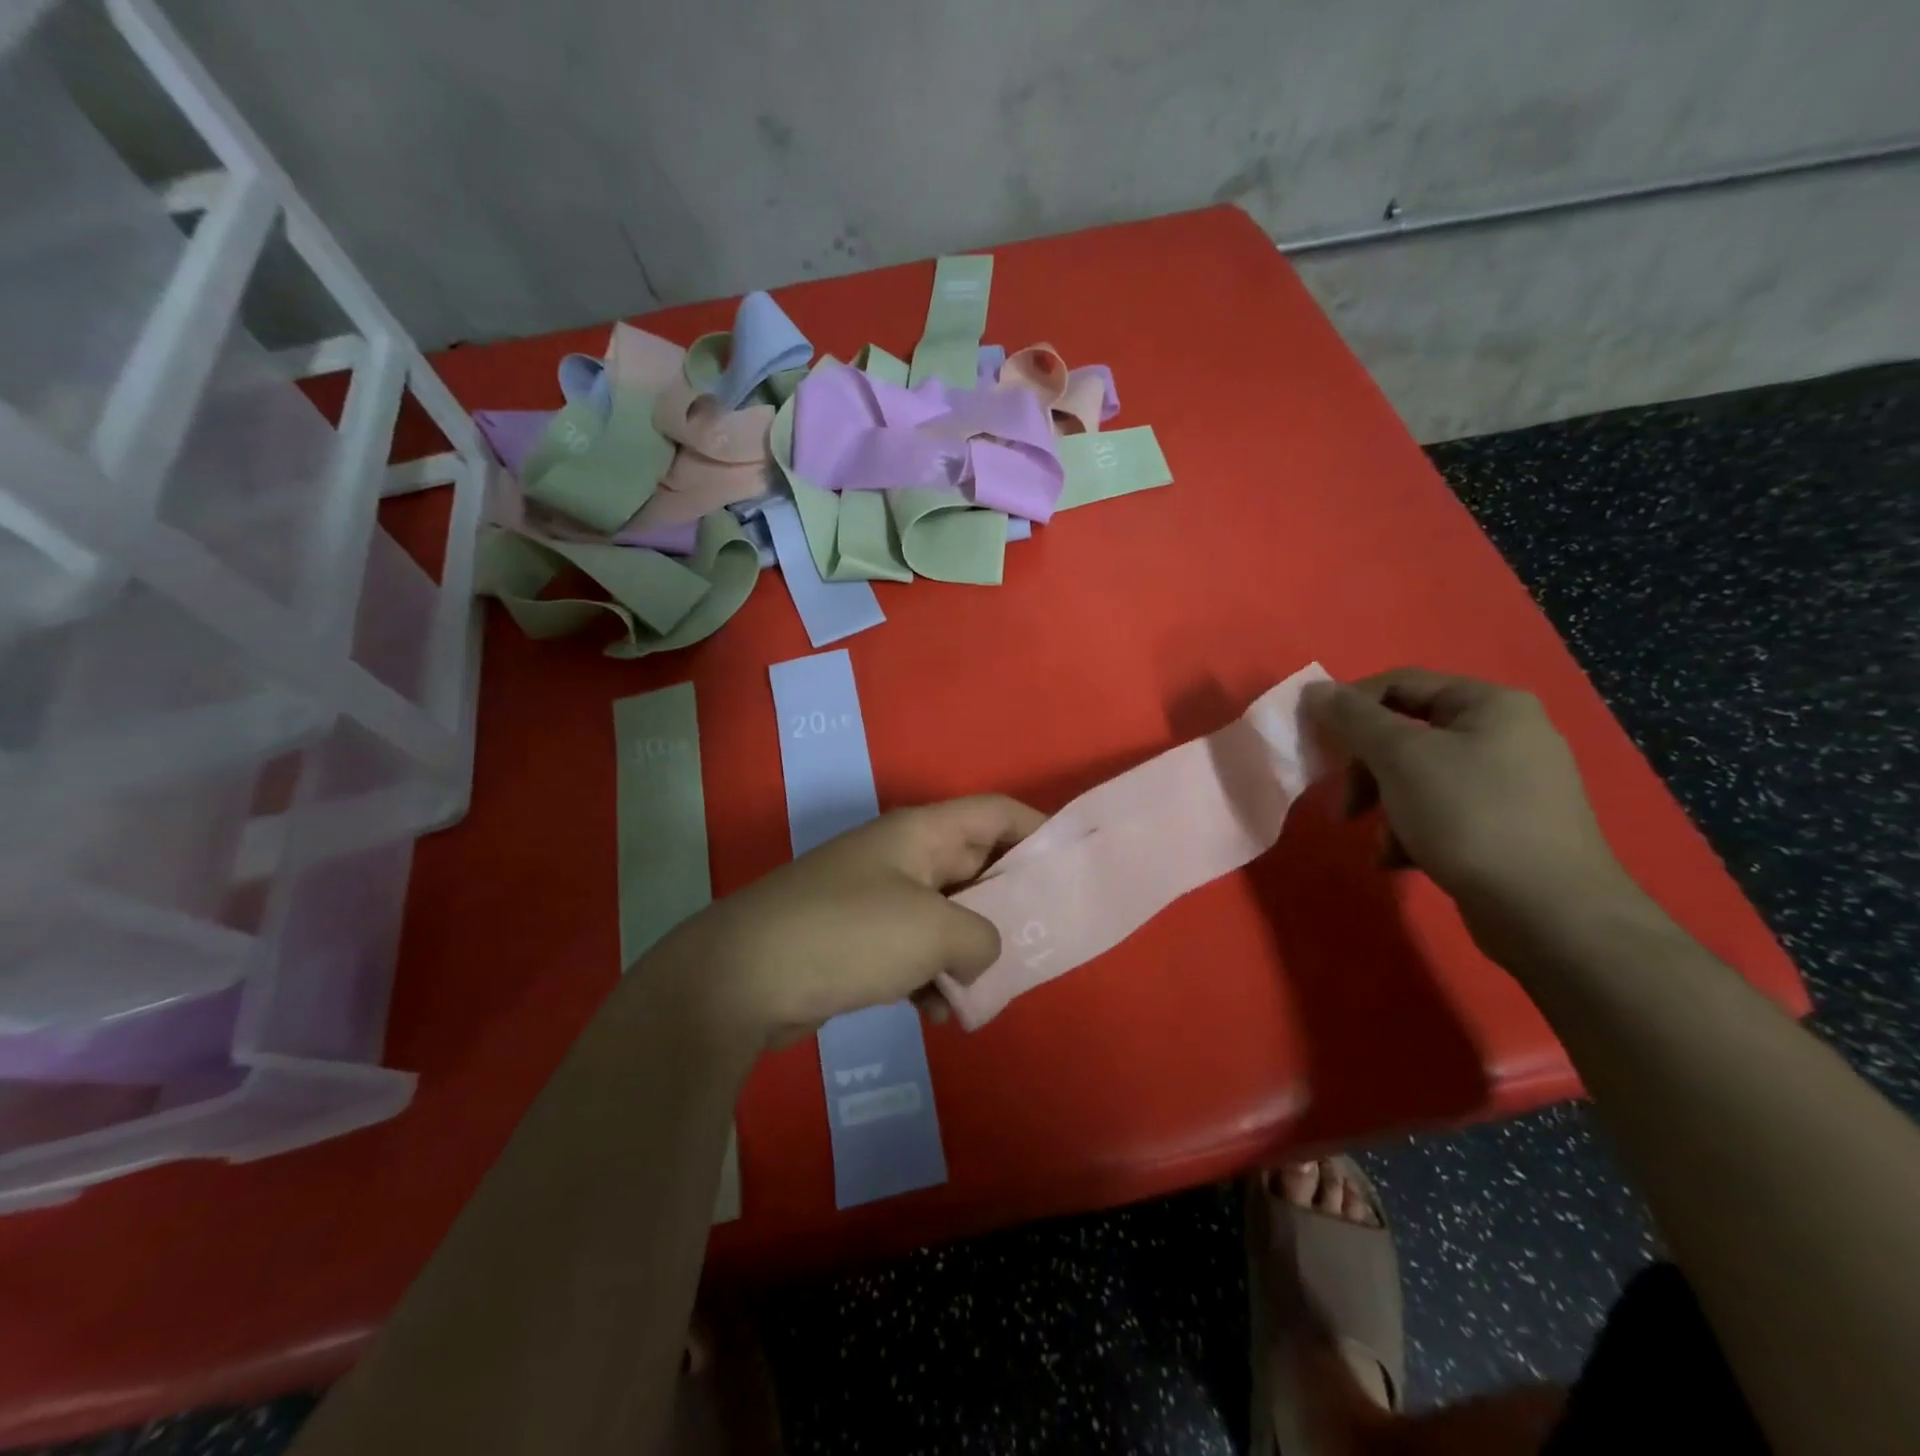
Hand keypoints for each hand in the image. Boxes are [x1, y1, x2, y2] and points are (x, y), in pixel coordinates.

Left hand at [651, 795, 1045, 1048]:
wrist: (742, 977)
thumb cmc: (849, 934)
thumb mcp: (933, 931)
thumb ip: (981, 936)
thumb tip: (979, 952)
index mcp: (922, 833)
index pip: (996, 813)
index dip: (1039, 833)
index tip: (1072, 871)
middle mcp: (902, 856)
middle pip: (975, 868)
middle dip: (1008, 907)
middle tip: (1042, 946)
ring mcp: (876, 897)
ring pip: (946, 916)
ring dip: (970, 953)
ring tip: (986, 993)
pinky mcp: (857, 939)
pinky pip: (913, 950)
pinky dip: (932, 977)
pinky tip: (938, 1015)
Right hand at [1303, 668, 1641, 934]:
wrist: (1549, 912)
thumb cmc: (1470, 816)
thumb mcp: (1400, 758)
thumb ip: (1353, 719)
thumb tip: (1314, 689)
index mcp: (1489, 704)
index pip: (1399, 683)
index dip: (1350, 707)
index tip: (1316, 742)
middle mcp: (1505, 734)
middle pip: (1406, 733)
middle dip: (1367, 770)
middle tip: (1347, 804)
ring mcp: (1509, 783)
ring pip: (1417, 777)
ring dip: (1385, 806)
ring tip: (1380, 843)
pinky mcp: (1506, 826)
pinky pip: (1440, 811)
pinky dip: (1411, 831)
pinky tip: (1401, 860)